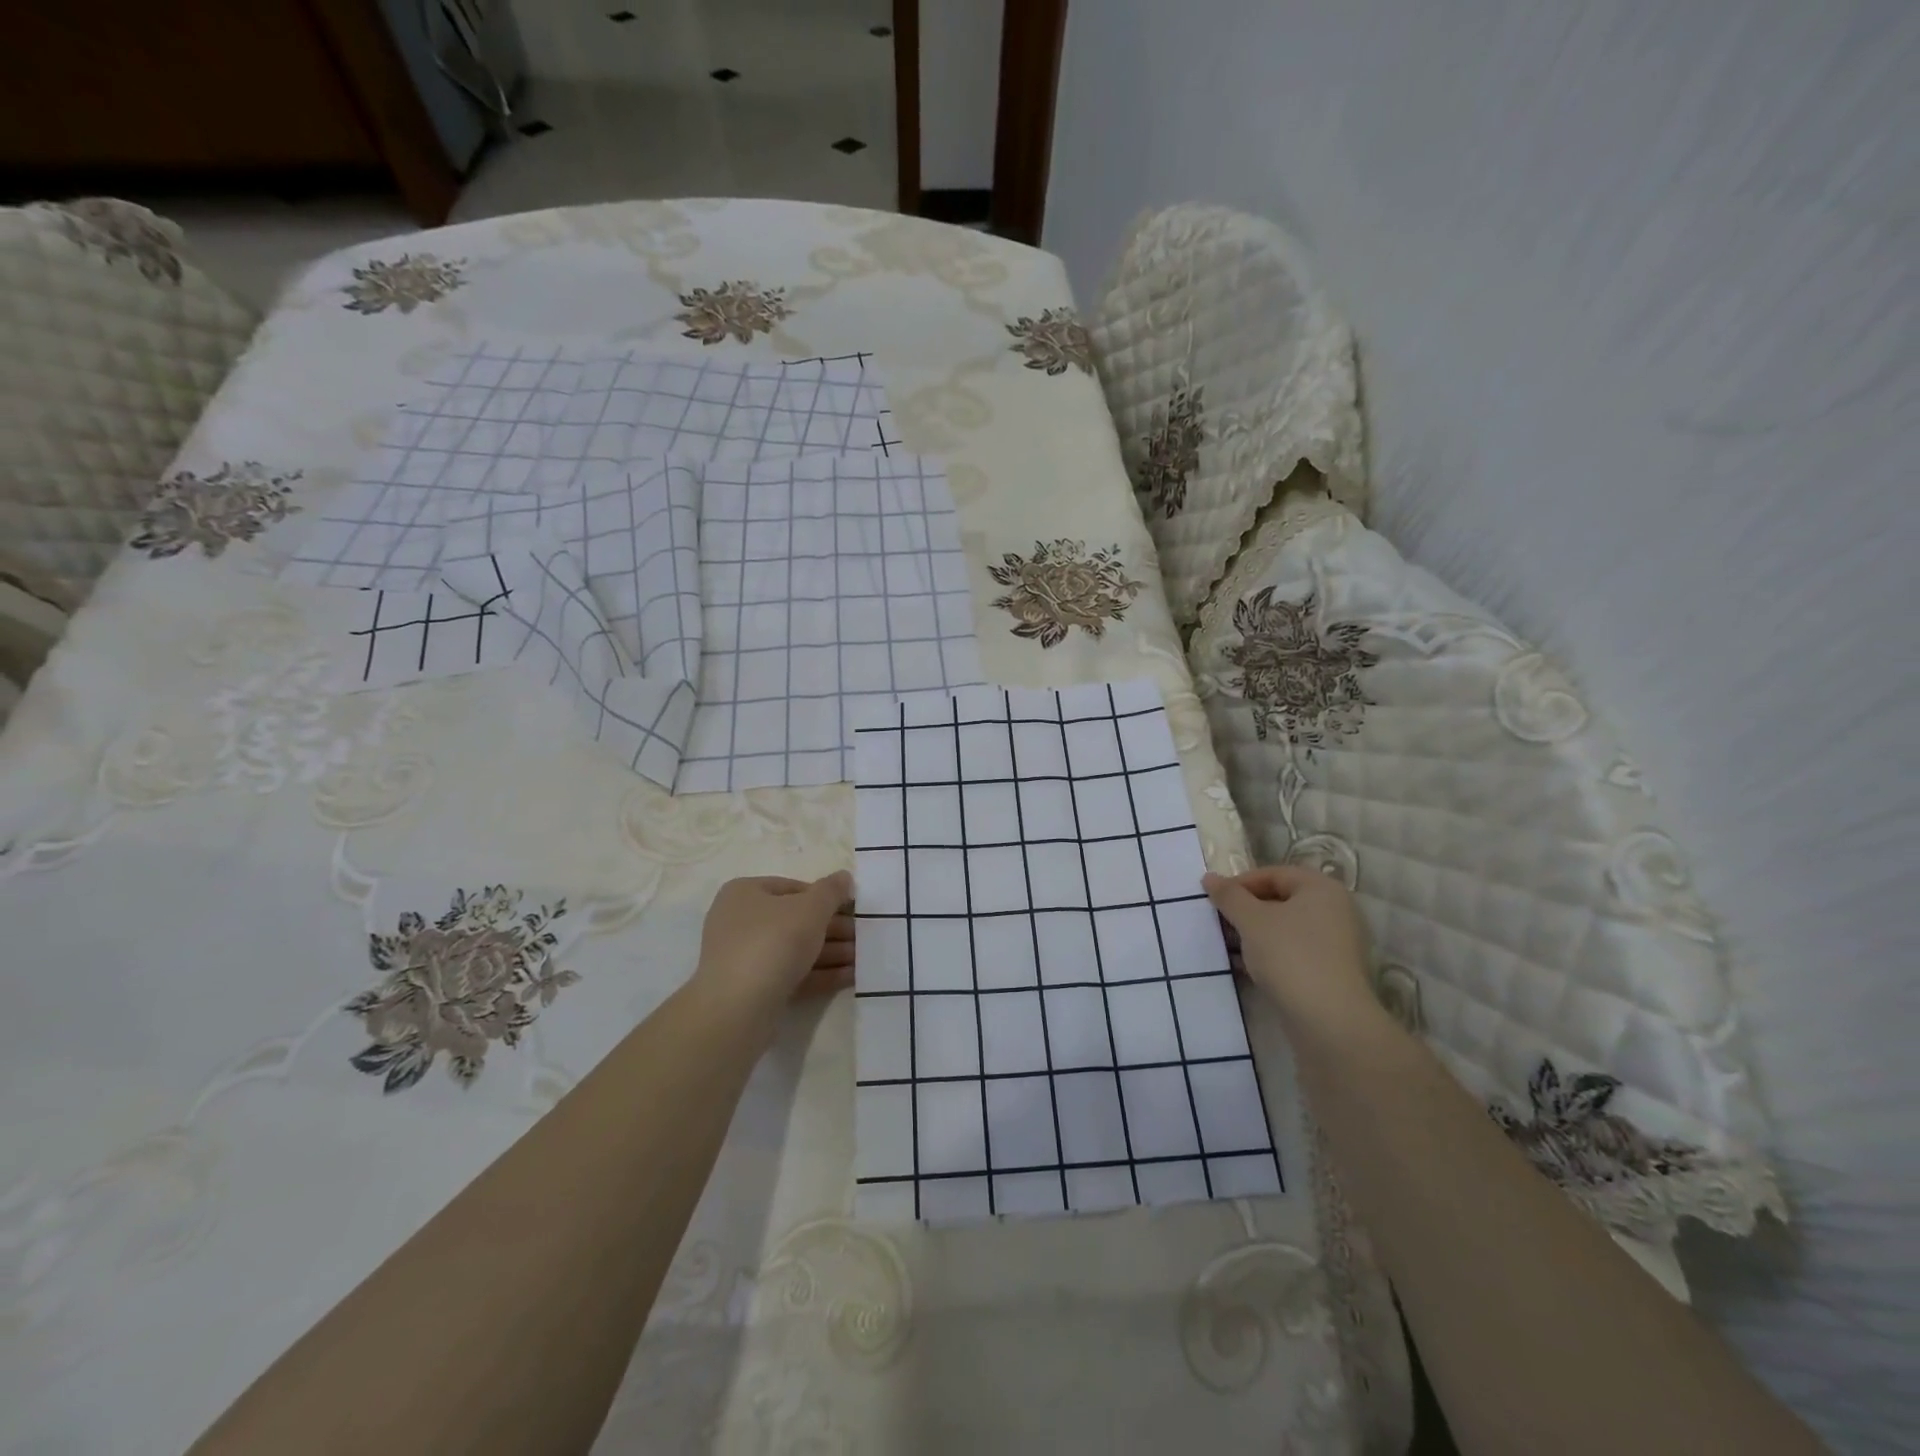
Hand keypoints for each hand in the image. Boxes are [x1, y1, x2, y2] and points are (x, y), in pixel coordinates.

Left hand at [694, 873, 854, 1013]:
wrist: (739, 1007)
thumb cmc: (774, 941)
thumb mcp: (811, 907)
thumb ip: (831, 890)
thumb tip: (843, 877)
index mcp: (745, 893)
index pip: (792, 887)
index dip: (826, 896)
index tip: (852, 908)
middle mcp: (739, 922)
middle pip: (796, 920)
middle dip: (833, 928)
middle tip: (863, 936)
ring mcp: (745, 958)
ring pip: (795, 949)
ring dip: (832, 952)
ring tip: (864, 958)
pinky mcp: (753, 989)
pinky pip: (792, 974)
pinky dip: (820, 974)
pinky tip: (851, 976)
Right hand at [1203, 866, 1378, 1033]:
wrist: (1329, 1022)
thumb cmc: (1290, 956)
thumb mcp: (1251, 920)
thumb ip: (1229, 896)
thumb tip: (1209, 877)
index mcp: (1321, 889)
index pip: (1274, 874)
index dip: (1241, 883)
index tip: (1214, 900)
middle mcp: (1334, 911)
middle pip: (1280, 900)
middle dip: (1245, 910)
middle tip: (1219, 923)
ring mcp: (1335, 944)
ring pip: (1285, 929)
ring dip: (1254, 935)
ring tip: (1227, 946)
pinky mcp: (1330, 973)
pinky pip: (1293, 953)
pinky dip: (1268, 955)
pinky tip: (1245, 968)